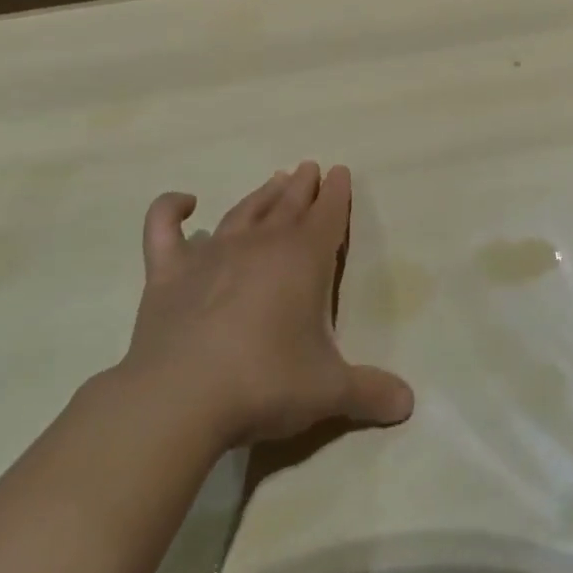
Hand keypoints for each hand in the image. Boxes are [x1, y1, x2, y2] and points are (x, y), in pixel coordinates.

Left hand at [117, 162, 413, 450]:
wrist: (180, 399)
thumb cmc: (265, 383)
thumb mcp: (328, 390)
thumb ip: (369, 391)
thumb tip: (409, 404)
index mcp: (304, 258)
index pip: (328, 213)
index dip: (337, 193)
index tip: (340, 172)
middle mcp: (261, 244)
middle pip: (288, 204)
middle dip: (303, 185)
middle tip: (309, 168)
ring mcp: (211, 254)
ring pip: (243, 210)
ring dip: (262, 193)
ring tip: (275, 178)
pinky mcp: (168, 273)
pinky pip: (164, 228)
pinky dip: (170, 209)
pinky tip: (184, 201)